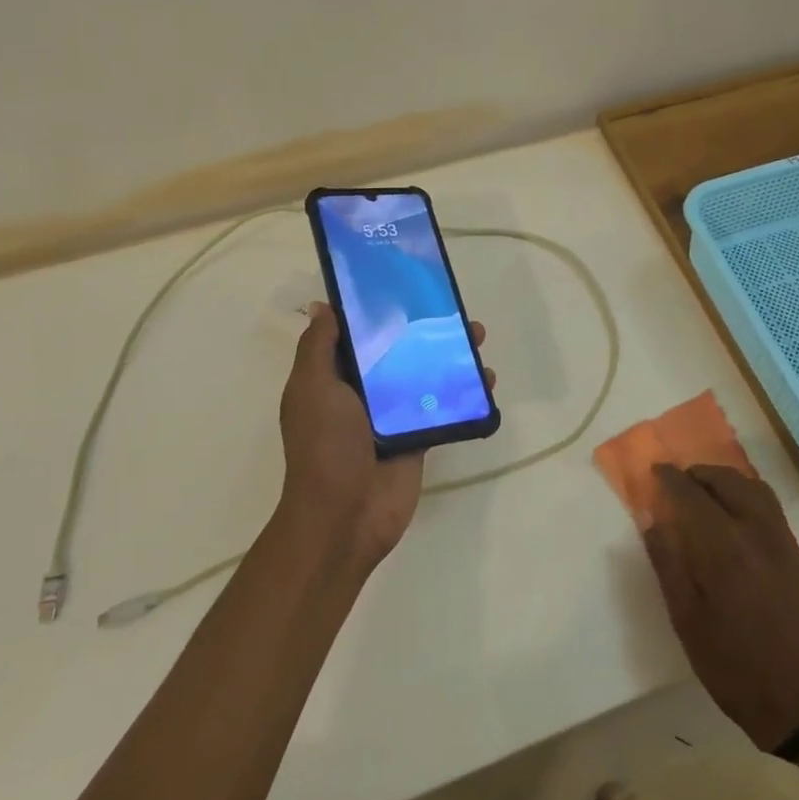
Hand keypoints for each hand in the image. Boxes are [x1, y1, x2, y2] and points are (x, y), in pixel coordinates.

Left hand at [276, 302, 493, 565]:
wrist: (346, 515)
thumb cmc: (325, 445)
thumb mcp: (312, 388)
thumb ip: (318, 347)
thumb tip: (324, 306)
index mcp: (333, 377)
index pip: (356, 335)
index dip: (377, 310)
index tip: (403, 284)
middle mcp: (362, 392)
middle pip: (397, 351)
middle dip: (423, 329)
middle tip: (452, 310)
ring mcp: (393, 415)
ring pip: (425, 375)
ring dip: (451, 356)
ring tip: (477, 337)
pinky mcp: (419, 436)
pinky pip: (443, 407)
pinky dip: (465, 393)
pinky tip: (487, 380)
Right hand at [642, 464, 798, 751]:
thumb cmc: (735, 670)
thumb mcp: (687, 622)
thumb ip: (668, 565)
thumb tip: (654, 522)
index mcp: (724, 550)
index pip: (692, 496)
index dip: (670, 480)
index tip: (655, 471)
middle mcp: (758, 535)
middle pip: (729, 482)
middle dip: (700, 474)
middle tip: (679, 480)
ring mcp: (786, 546)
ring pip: (757, 491)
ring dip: (728, 481)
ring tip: (707, 491)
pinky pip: (773, 512)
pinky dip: (749, 498)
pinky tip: (736, 519)